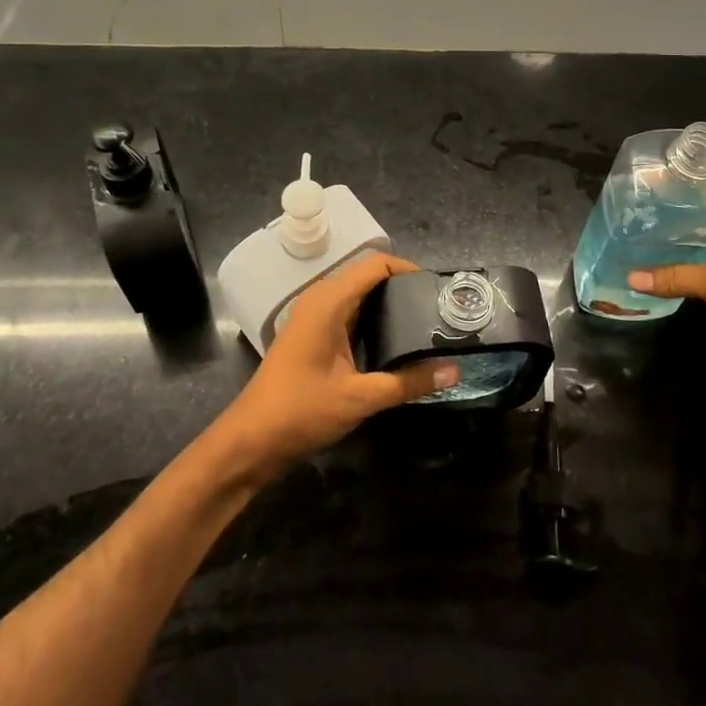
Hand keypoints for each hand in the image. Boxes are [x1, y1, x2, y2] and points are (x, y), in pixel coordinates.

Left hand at [214, 253, 457, 474]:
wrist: (250, 441)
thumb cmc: (301, 411)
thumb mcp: (360, 397)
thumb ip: (409, 382)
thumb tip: (454, 370)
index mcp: (328, 301)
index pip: (375, 264)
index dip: (408, 269)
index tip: (437, 289)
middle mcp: (320, 300)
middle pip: (368, 276)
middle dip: (403, 287)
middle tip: (437, 308)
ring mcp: (314, 318)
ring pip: (358, 296)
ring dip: (388, 304)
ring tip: (424, 322)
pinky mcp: (313, 335)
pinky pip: (349, 313)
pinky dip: (373, 319)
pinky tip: (395, 342)